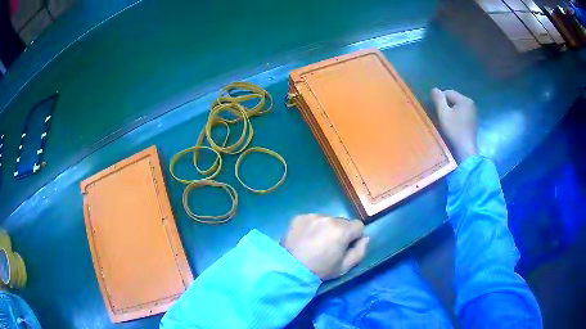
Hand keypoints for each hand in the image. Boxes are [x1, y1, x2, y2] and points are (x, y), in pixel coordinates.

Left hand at [281, 214, 368, 279]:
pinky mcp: (299, 217)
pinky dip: (312, 227)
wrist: (289, 268)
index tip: (345, 247)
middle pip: (342, 222)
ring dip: (326, 228)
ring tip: (315, 243)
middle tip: (329, 246)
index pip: (358, 225)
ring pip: (327, 220)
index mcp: (342, 230)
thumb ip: (360, 251)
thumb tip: (365, 238)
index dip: (354, 237)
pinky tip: (305, 239)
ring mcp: (312, 216)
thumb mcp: (344, 267)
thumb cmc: (320, 270)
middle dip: (340, 232)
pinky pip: (312, 219)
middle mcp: (329, 218)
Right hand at [431, 88, 478, 161]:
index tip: (436, 111)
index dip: (440, 100)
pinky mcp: (474, 122)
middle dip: (446, 106)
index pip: (448, 93)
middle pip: (454, 100)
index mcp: (464, 100)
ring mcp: (474, 113)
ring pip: (458, 107)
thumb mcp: (443, 113)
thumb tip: (434, 89)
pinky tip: (454, 126)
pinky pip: (462, 114)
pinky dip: (457, 118)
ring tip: (447, 122)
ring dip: (451, 112)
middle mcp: (471, 104)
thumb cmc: (454, 130)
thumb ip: (438, 99)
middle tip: (441, 117)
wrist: (465, 150)